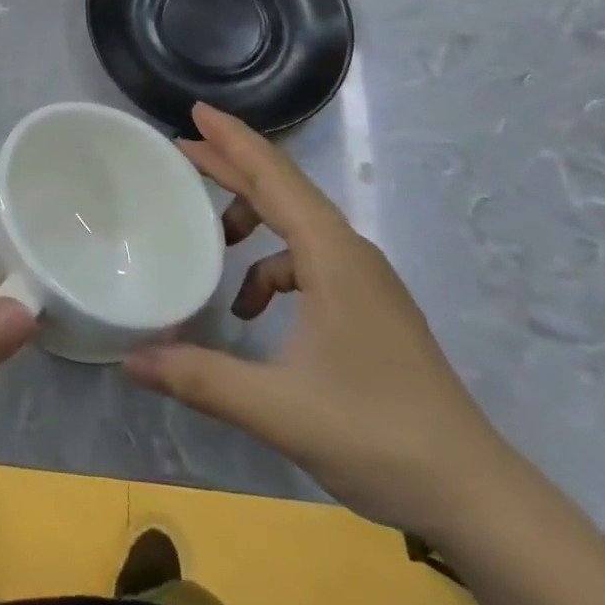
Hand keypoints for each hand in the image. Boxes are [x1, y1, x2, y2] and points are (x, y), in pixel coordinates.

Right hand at [125, 103, 516, 540]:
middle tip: (182, 149)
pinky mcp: (370, 307)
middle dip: (231, 167)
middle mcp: (350, 253)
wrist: (475, 495)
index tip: (196, 109)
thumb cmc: (376, 434)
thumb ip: (199, 377)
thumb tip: (129, 360)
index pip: (273, 176)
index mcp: (332, 254)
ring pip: (297, 227)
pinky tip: (252, 311)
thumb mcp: (277, 407)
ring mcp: (365, 280)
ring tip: (212, 242)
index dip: (232, 139)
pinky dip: (273, 270)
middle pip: (282, 191)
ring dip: (252, 222)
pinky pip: (310, 263)